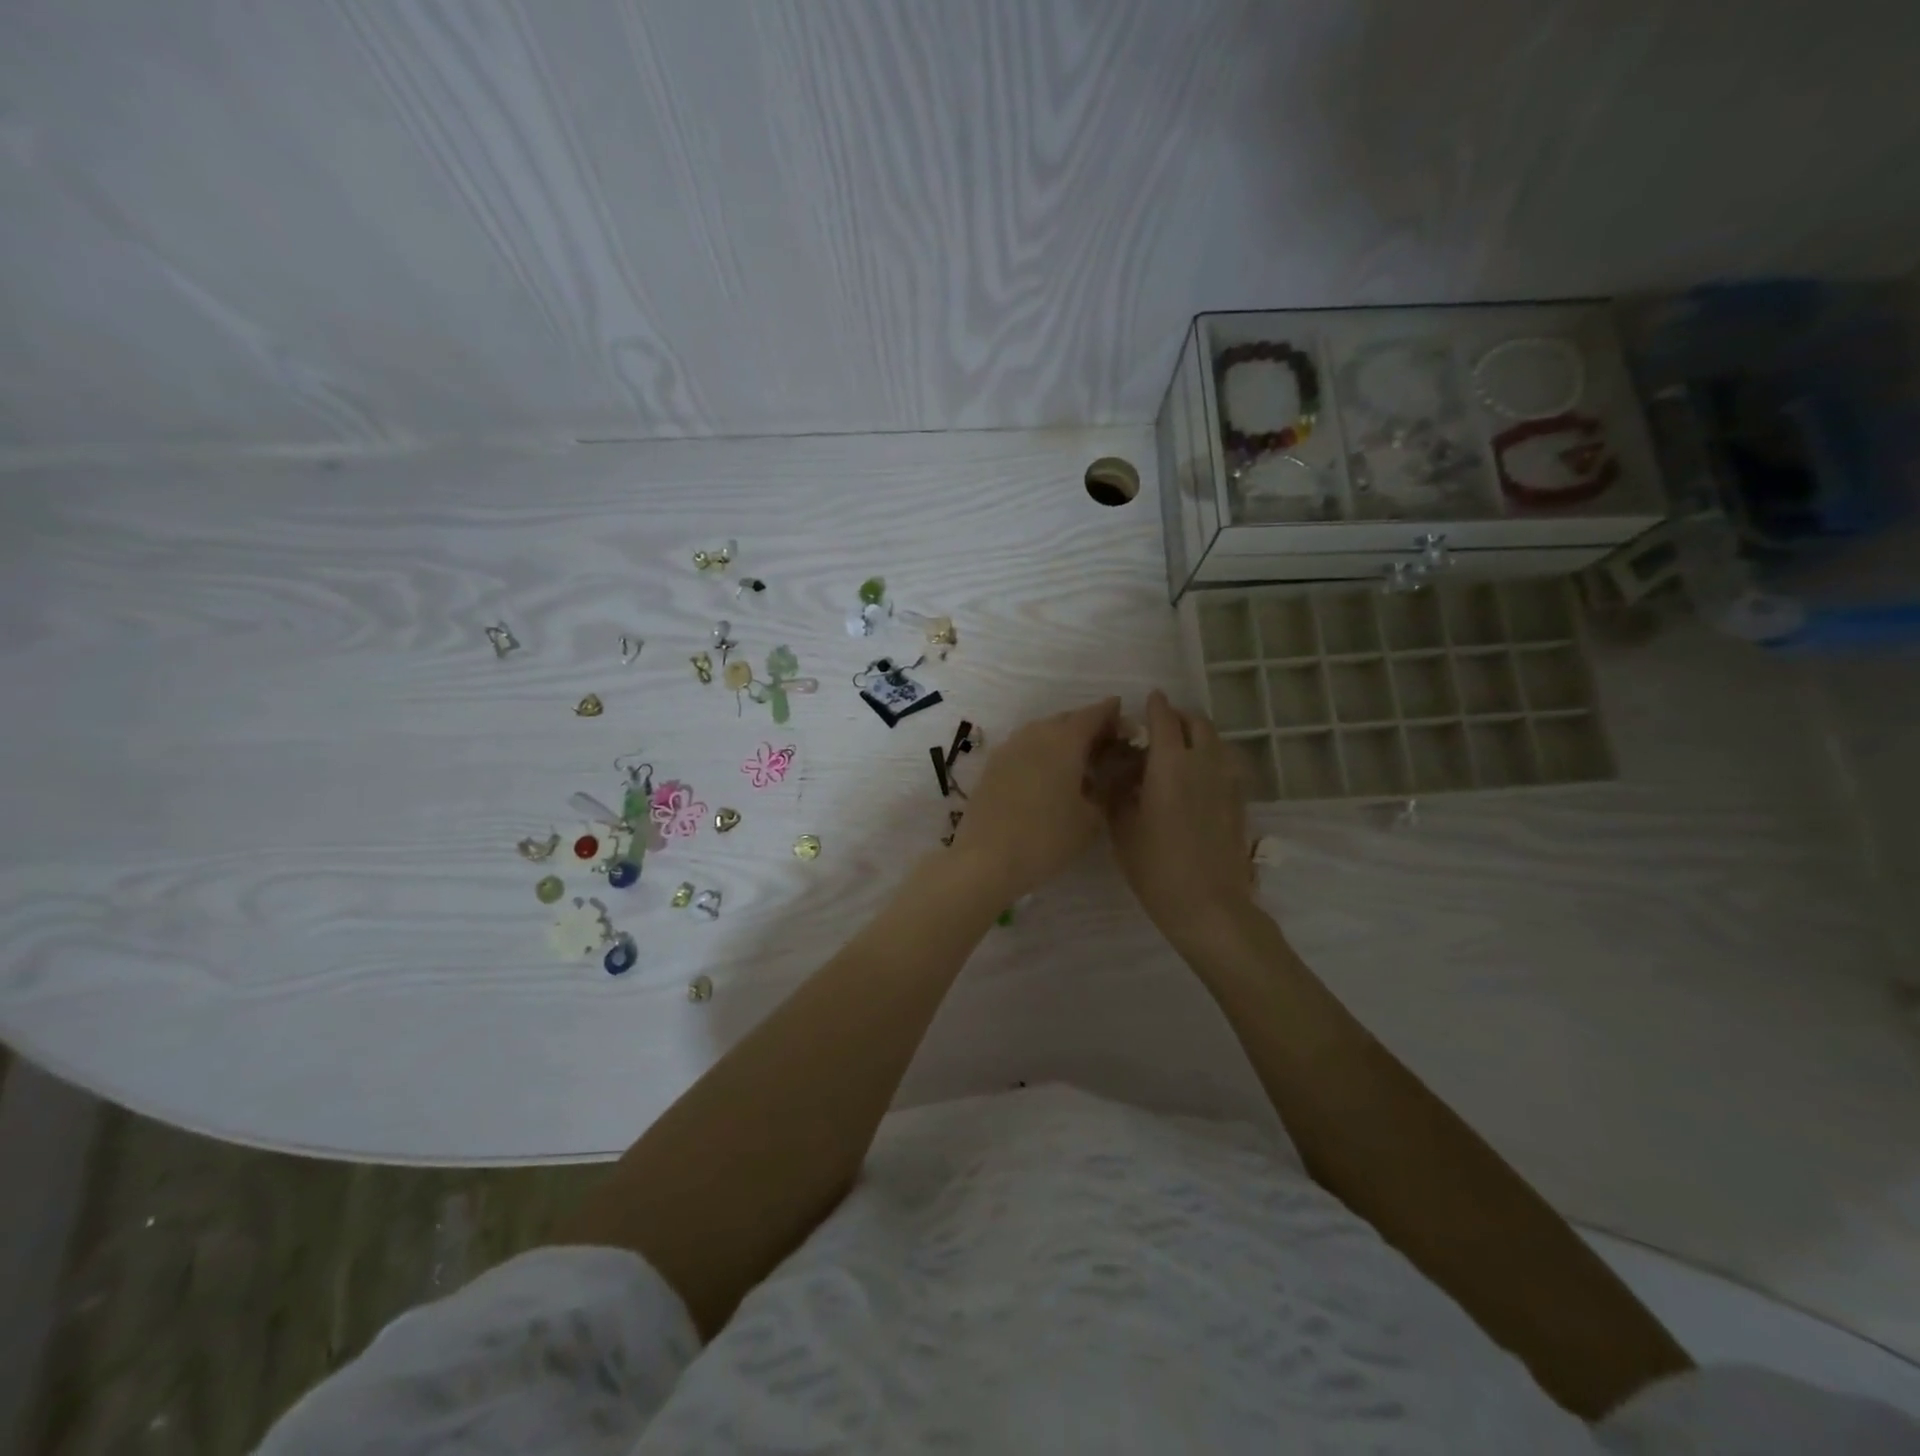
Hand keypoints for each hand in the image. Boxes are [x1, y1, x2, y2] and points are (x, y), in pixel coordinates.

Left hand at [948, 698, 1120, 903]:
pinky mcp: (992, 765)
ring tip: (1078, 761)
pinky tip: (1048, 775)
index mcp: (1065, 740)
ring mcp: (1009, 747)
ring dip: (1062, 739)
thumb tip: (1109, 774)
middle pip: (1067, 720)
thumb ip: (1106, 788)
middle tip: (1105, 745)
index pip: (1094, 714)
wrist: (986, 858)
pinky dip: (1041, 753)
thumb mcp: (1091, 818)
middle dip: (1087, 727)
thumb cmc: (1047, 838)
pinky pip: (1024, 748)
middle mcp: (1036, 734)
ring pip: (1042, 732)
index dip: (1111, 713)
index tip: (1124, 718)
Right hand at [1106, 691, 1253, 945]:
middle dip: (1178, 717)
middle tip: (1160, 727)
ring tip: (1179, 750)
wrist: (1208, 905)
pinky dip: (1212, 757)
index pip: (1164, 719)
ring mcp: (1227, 781)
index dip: (1155, 706)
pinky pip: (1227, 763)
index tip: (1147, 700)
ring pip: (1216, 741)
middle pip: (1197, 723)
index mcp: (1170, 764)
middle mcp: (1203, 763)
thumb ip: (1117, 791)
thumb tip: (1115, 770)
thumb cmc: (1155, 866)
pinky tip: (1198, 777)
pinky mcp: (1239, 801)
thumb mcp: (1121, 828)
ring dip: (1198, 735)